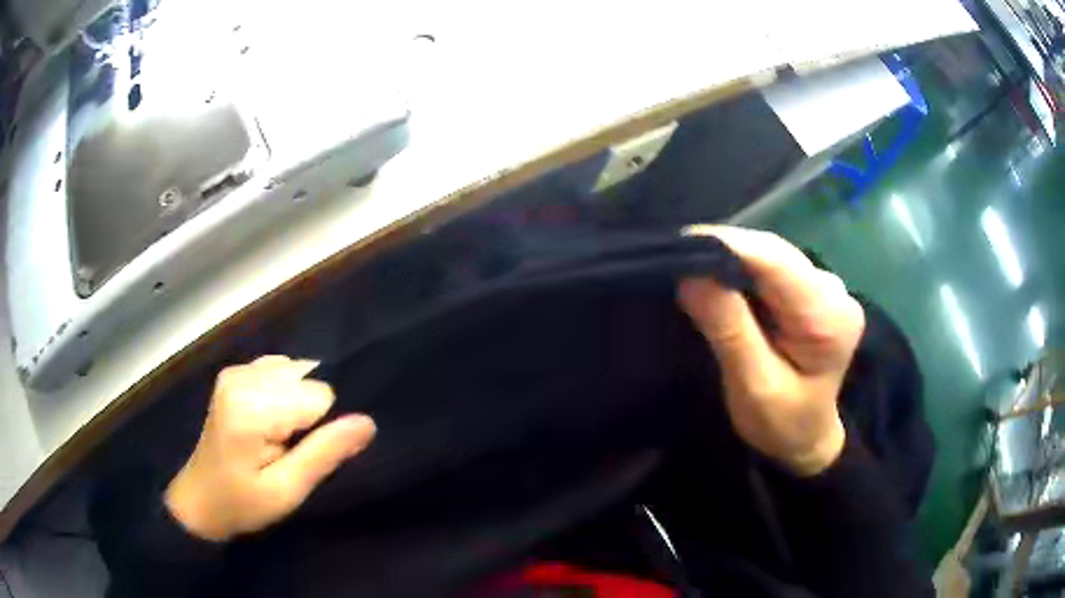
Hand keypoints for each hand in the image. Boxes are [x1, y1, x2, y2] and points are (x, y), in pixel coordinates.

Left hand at [165, 356, 375, 540]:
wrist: (200, 501)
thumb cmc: (242, 503)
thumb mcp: (287, 490)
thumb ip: (324, 453)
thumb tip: (367, 422)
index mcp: (251, 407)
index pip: (319, 395)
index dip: (322, 428)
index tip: (304, 454)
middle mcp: (242, 376)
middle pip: (307, 378)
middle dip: (309, 414)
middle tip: (289, 450)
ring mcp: (236, 371)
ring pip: (297, 373)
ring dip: (298, 404)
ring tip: (281, 438)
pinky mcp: (235, 374)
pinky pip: (280, 371)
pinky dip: (286, 395)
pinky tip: (273, 421)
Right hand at [678, 226, 864, 475]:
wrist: (807, 440)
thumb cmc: (782, 424)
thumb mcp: (753, 386)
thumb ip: (729, 330)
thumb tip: (691, 274)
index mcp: (829, 318)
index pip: (777, 263)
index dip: (729, 246)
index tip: (679, 245)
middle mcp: (834, 291)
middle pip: (774, 254)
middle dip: (725, 250)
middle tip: (675, 256)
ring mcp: (826, 287)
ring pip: (771, 256)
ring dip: (730, 258)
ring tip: (690, 264)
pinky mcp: (814, 290)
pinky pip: (772, 268)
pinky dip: (742, 270)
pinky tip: (719, 278)